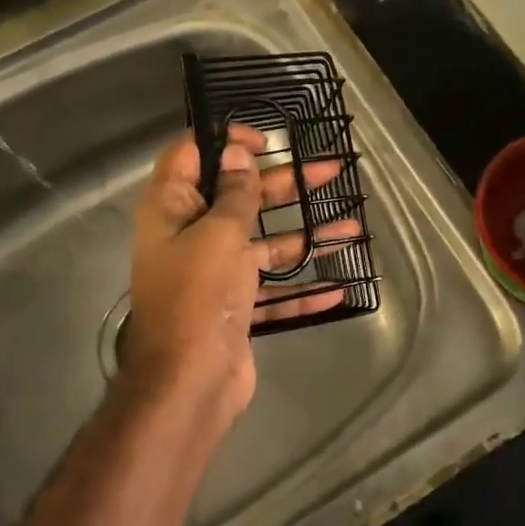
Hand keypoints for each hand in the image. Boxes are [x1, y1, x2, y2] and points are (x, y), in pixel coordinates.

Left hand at [124, 125, 359, 426]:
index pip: (190, 155)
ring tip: (352, 226)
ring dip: (306, 235)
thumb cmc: (199, 296)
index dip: (225, 140)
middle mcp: (190, 236)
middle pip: (239, 197)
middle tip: (331, 169)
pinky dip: (301, 288)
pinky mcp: (235, 306)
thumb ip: (234, 192)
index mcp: (172, 210)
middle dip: (286, 184)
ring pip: (264, 243)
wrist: (189, 385)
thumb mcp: (220, 233)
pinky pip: (271, 288)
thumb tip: (235, 151)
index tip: (265, 141)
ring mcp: (215, 273)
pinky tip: (338, 287)